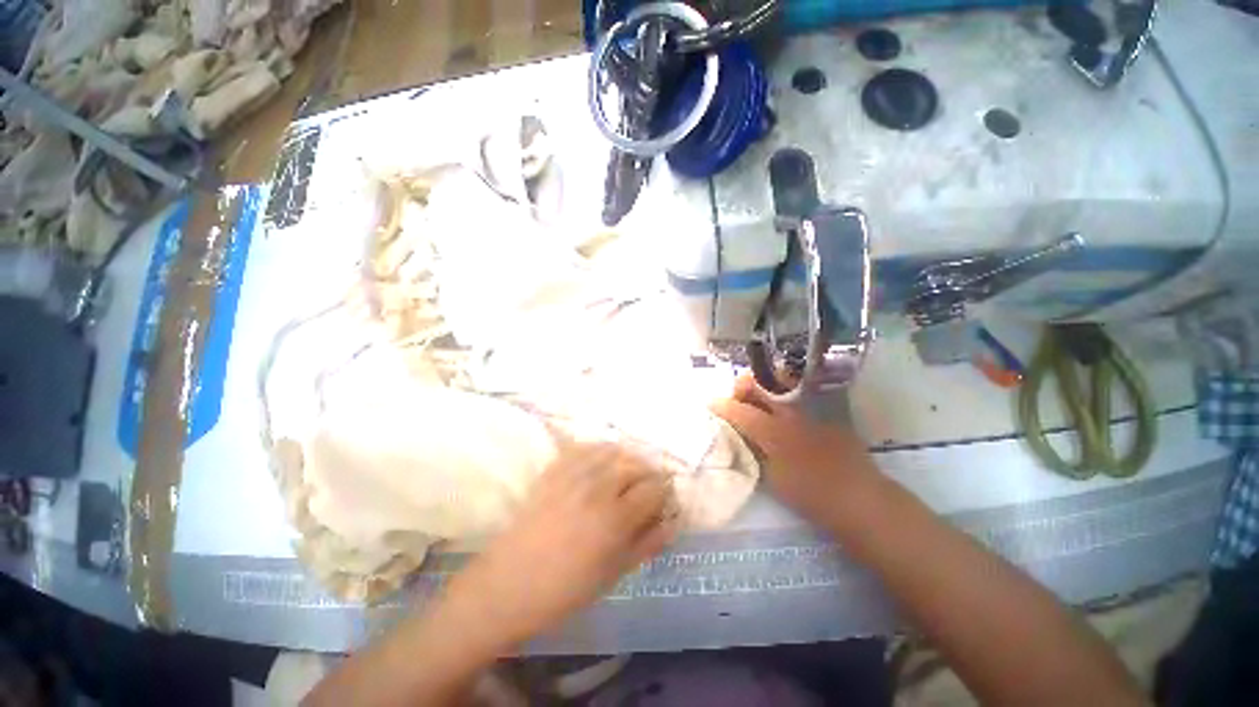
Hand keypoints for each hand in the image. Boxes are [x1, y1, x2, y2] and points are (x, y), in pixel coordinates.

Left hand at [441, 444, 678, 648]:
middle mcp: (597, 487)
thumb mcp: (613, 574)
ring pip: (612, 451)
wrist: (508, 584)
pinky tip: (601, 462)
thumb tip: (673, 523)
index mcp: (615, 518)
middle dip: (649, 475)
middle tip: (648, 490)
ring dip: (627, 459)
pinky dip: (599, 450)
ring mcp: (573, 474)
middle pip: (636, 465)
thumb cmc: (565, 589)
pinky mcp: (554, 470)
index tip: (664, 503)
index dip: (664, 494)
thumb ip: (647, 544)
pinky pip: (584, 448)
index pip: (654, 489)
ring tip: (627, 474)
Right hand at [710, 374, 882, 526]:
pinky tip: (784, 417)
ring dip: (762, 389)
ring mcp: (811, 408)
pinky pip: (798, 397)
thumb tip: (740, 433)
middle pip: (760, 383)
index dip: (722, 406)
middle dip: (742, 386)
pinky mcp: (826, 412)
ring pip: (779, 384)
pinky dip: (783, 399)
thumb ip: (753, 449)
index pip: (740, 411)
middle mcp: (790, 412)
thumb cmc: (811, 495)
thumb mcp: (772, 477)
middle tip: (737, 401)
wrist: (860, 499)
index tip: (711, 404)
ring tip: (758, 404)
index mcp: (774, 431)